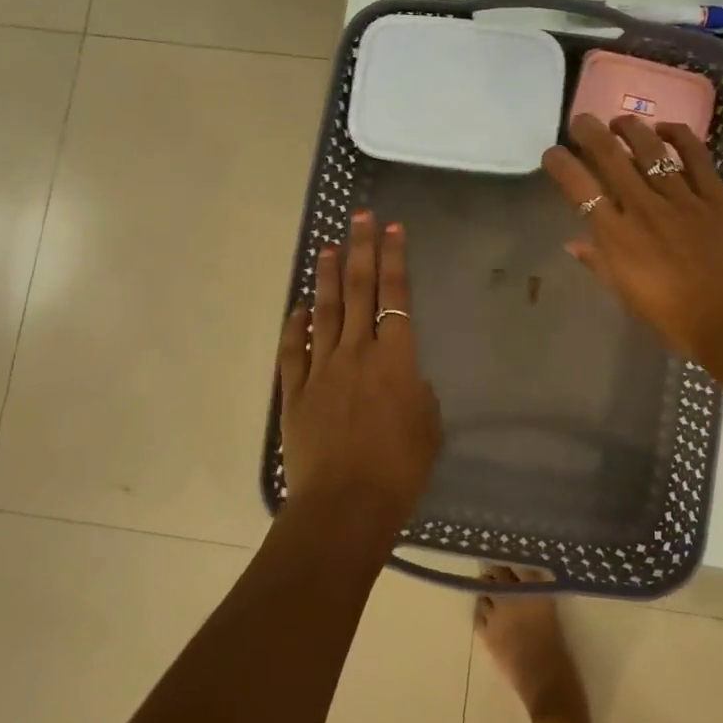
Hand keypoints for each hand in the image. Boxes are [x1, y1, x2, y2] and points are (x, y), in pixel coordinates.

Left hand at [277, 211, 442, 531]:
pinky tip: (299, 308)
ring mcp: (321, 370)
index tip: (392, 228)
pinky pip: (294, 351)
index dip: (395, 259)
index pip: (395, 296)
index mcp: (395, 358)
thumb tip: (406, 379)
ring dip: (327, 277)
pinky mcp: (295, 392)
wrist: (345, 505)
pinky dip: (295, 326)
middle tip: (359, 217)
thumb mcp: (428, 427)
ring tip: (327, 247)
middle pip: (359, 291)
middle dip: (360, 250)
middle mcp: (356, 353)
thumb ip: (418, 393)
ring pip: (324, 312)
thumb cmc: (399, 469)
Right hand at [541, 114, 722, 391]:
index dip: (562, 165)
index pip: (580, 190)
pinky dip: (680, 136)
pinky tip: (667, 129)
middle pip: (611, 158)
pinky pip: (696, 156)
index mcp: (617, 237)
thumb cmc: (674, 318)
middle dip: (590, 132)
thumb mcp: (627, 296)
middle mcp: (644, 209)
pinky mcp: (716, 196)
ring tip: (620, 122)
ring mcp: (682, 198)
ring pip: (651, 150)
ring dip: (631, 129)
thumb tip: (574, 243)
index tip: (553, 153)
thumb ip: (600, 263)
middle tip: (581, 120)